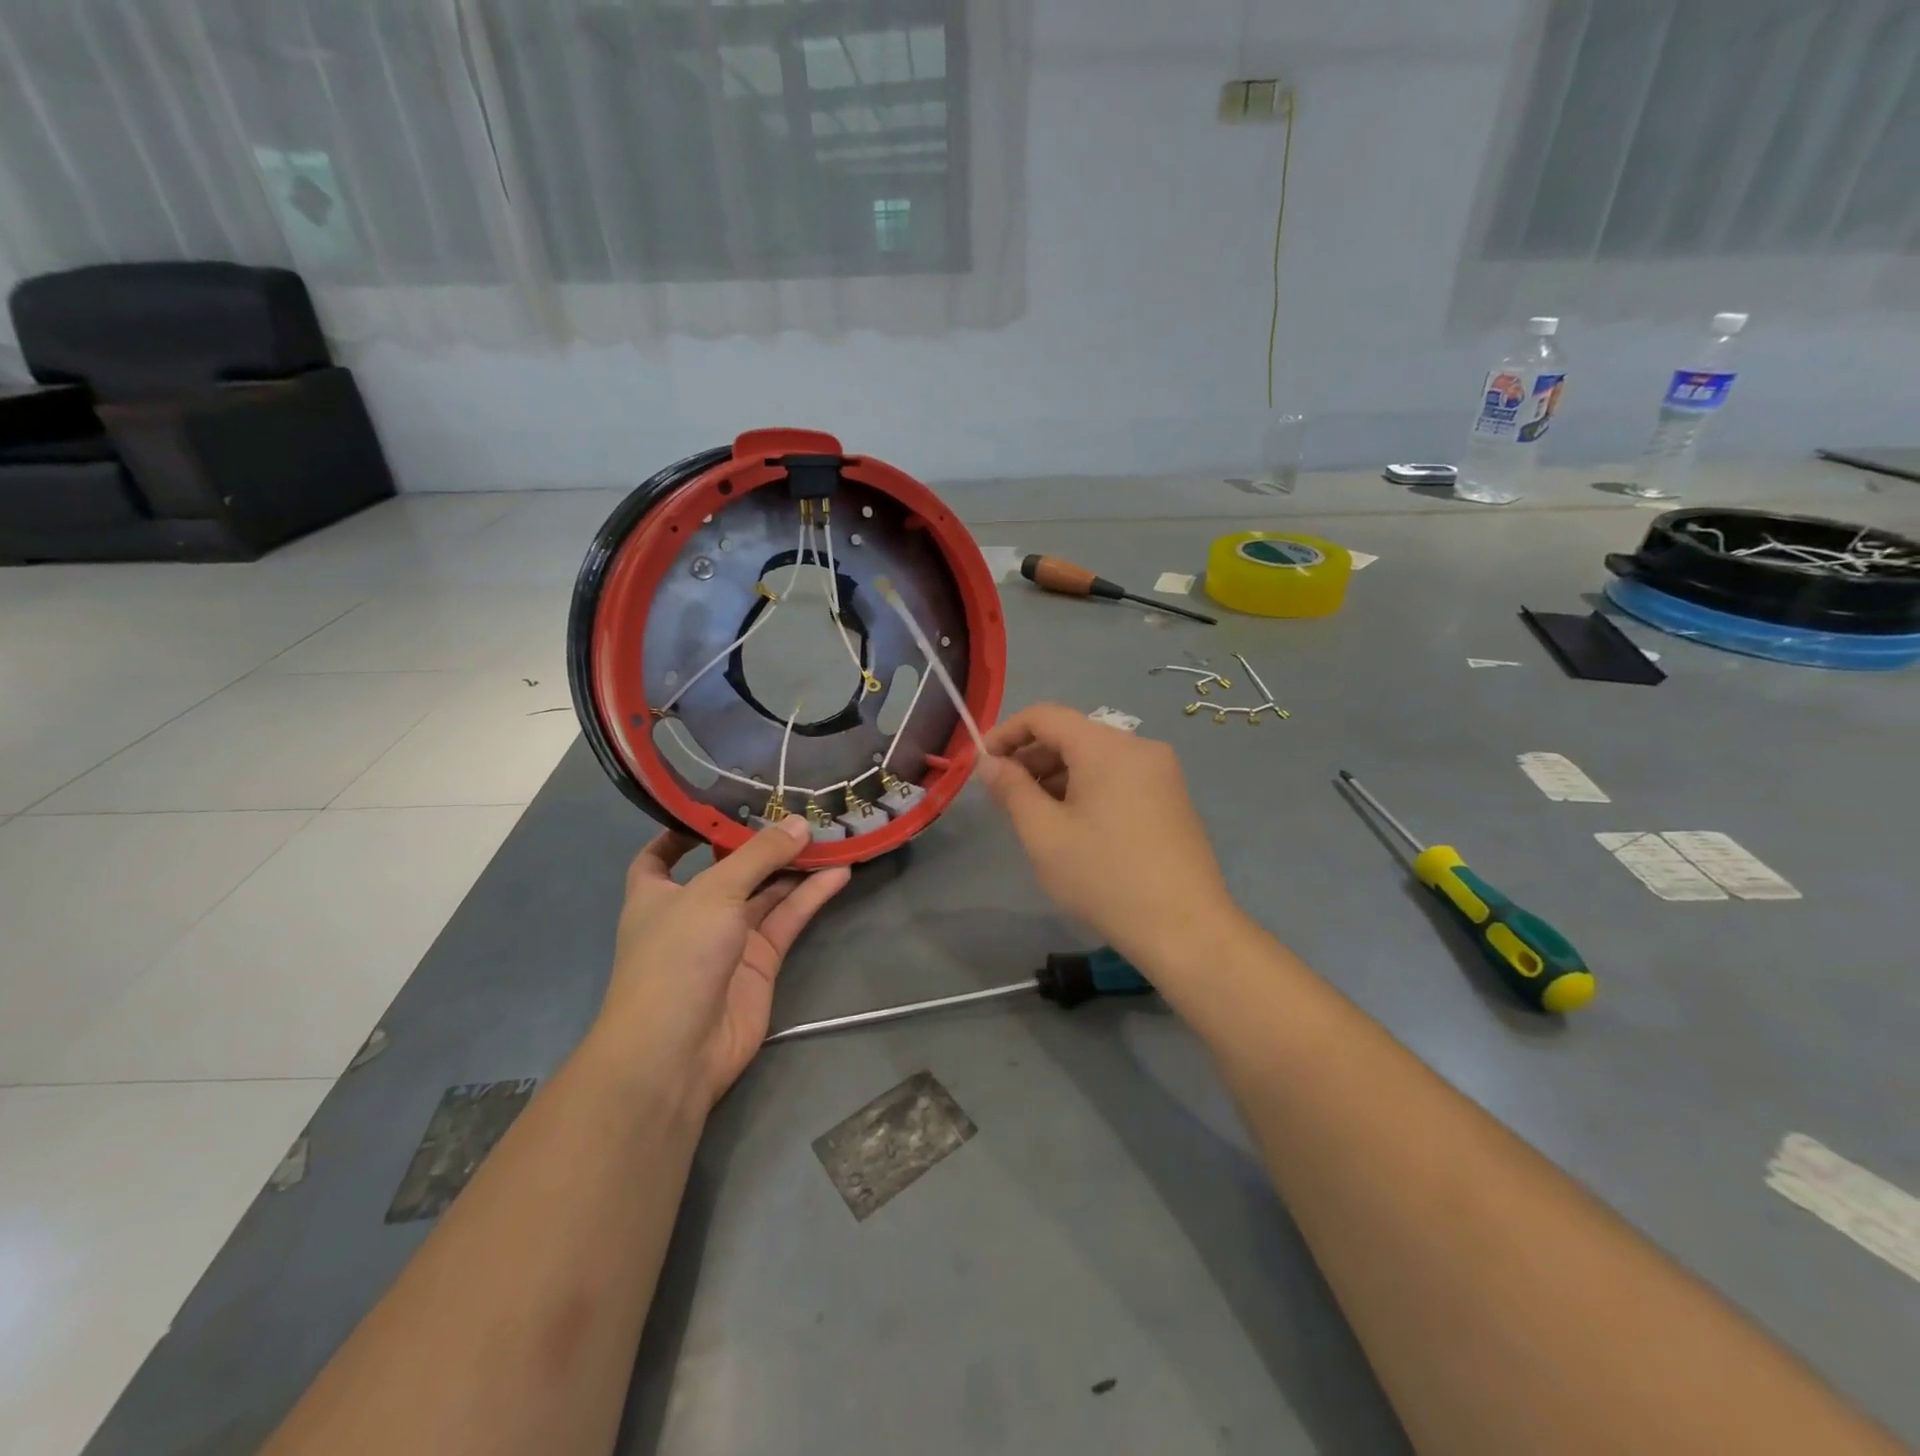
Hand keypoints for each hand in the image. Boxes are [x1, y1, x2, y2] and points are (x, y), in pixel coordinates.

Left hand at [596, 816, 849, 1111]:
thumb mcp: (715, 892)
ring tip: (829, 834)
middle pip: (729, 868)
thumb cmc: (677, 956)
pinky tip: (839, 872)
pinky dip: (811, 897)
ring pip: (766, 893)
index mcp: (657, 893)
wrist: (678, 1049)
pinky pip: (787, 920)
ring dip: (794, 867)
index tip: (718, 805)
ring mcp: (728, 938)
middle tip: (798, 810)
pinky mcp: (760, 961)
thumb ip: (759, 855)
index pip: (662, 854)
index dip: (684, 830)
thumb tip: (799, 823)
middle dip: (760, 843)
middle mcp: (693, 912)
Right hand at [981, 704, 1241, 971]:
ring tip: (1034, 817)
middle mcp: (1139, 747)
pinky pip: (1118, 778)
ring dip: (1057, 776)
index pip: (1045, 716)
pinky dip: (1087, 789)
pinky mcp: (1172, 799)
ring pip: (1095, 758)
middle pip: (1072, 734)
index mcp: (1107, 747)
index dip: (1006, 733)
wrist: (1186, 930)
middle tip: (1003, 797)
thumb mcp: (1044, 834)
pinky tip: (1073, 827)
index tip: (981, 764)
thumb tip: (989, 762)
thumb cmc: (1105, 877)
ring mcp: (1161, 773)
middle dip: (1031, 758)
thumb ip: (1011, 790)